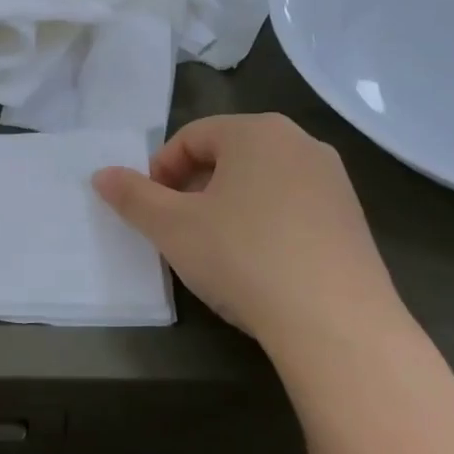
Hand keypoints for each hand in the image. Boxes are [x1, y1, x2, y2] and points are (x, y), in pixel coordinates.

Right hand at [92, 113, 414, 354]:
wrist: (336, 323)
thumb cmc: (242, 258)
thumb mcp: (172, 228)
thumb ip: (133, 197)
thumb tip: (101, 175)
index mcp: (256, 131)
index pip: (192, 137)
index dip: (160, 170)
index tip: (150, 210)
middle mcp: (300, 142)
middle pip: (229, 155)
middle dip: (194, 187)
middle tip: (178, 229)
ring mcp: (333, 180)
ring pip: (262, 180)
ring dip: (229, 205)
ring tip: (215, 248)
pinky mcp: (353, 218)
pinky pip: (294, 206)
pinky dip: (266, 223)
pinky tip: (259, 264)